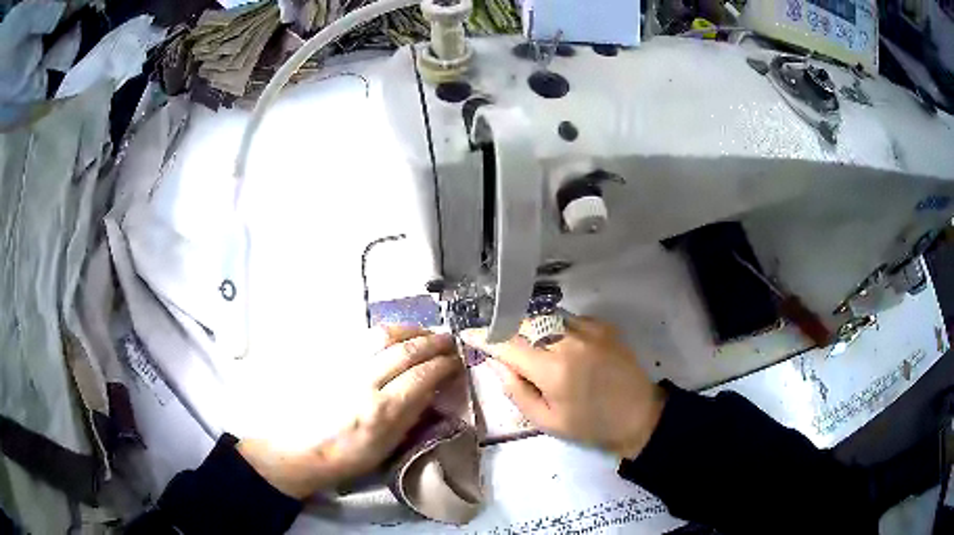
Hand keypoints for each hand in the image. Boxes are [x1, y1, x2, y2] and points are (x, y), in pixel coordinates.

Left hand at [237, 326, 460, 498]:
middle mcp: (365, 381)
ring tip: (424, 332)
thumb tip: (432, 388)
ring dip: (410, 330)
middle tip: (449, 340)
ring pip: (383, 334)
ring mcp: (345, 365)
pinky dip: (386, 332)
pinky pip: (362, 336)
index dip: (445, 363)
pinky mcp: (330, 358)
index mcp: (382, 410)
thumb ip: (412, 414)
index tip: (458, 359)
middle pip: (406, 350)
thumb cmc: (348, 457)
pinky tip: (395, 335)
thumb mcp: (388, 445)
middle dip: (433, 341)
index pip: (422, 375)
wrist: (302, 449)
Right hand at [462, 317, 665, 458]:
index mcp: (552, 369)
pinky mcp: (603, 325)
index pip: (507, 344)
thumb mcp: (547, 421)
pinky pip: (568, 319)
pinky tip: (562, 345)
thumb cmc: (590, 425)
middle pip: (525, 324)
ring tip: (533, 347)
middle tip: (500, 342)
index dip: (485, 337)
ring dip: (532, 329)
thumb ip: (517, 392)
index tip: (468, 333)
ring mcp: (589, 329)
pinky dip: (557, 328)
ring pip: (546, 318)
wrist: (638, 415)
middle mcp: (568, 341)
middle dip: (508, 330)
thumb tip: (497, 365)